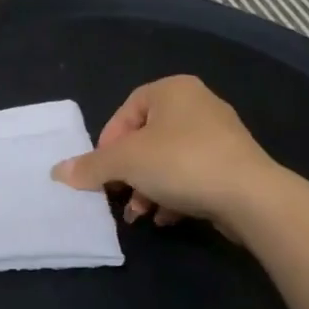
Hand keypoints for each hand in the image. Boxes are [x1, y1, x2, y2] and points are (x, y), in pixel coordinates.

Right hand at [52, 75, 275, 228]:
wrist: (251, 197)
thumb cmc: (181, 163)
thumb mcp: (125, 163)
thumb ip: (90, 166)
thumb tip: (57, 172)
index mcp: (173, 90)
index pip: (127, 110)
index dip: (109, 142)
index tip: (103, 170)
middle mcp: (198, 104)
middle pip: (146, 139)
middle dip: (128, 173)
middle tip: (119, 195)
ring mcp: (220, 135)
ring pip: (168, 160)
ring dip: (148, 188)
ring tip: (141, 214)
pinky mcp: (234, 165)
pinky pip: (192, 175)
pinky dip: (175, 195)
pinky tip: (167, 218)